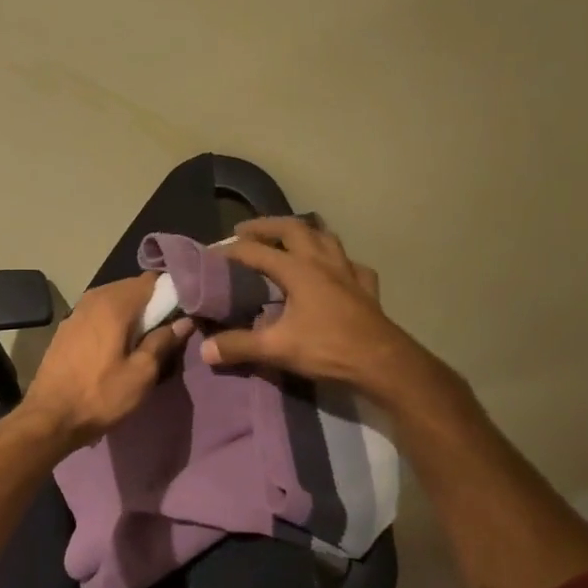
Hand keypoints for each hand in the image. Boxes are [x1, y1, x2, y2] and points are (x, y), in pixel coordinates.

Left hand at [20, 274, 190, 449]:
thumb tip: (183, 321)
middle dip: (151, 303)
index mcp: (114, 304)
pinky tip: (118, 344)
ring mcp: (76, 312)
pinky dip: (112, 322)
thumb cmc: (100, 396)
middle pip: (131, 288)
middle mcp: (93, 298)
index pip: (151, 280)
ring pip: (113, 300)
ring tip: (144, 339)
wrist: (49, 417)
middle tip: (166, 329)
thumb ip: (163, 342)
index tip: (182, 312)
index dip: (170, 292)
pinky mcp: (66, 328)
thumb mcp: (141, 374)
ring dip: (131, 314)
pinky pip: (98, 314)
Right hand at [201, 218, 447, 402]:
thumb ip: (239, 346)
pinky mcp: (366, 288)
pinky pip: (351, 264)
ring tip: (289, 238)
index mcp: (299, 270)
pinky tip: (335, 270)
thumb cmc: (328, 349)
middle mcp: (323, 262)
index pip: (257, 251)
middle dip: (266, 226)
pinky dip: (338, 261)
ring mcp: (348, 272)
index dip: (232, 250)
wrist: (381, 362)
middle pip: (293, 229)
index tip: (213, 252)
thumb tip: (205, 349)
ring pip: (325, 237)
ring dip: (304, 232)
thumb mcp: (277, 349)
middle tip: (245, 231)